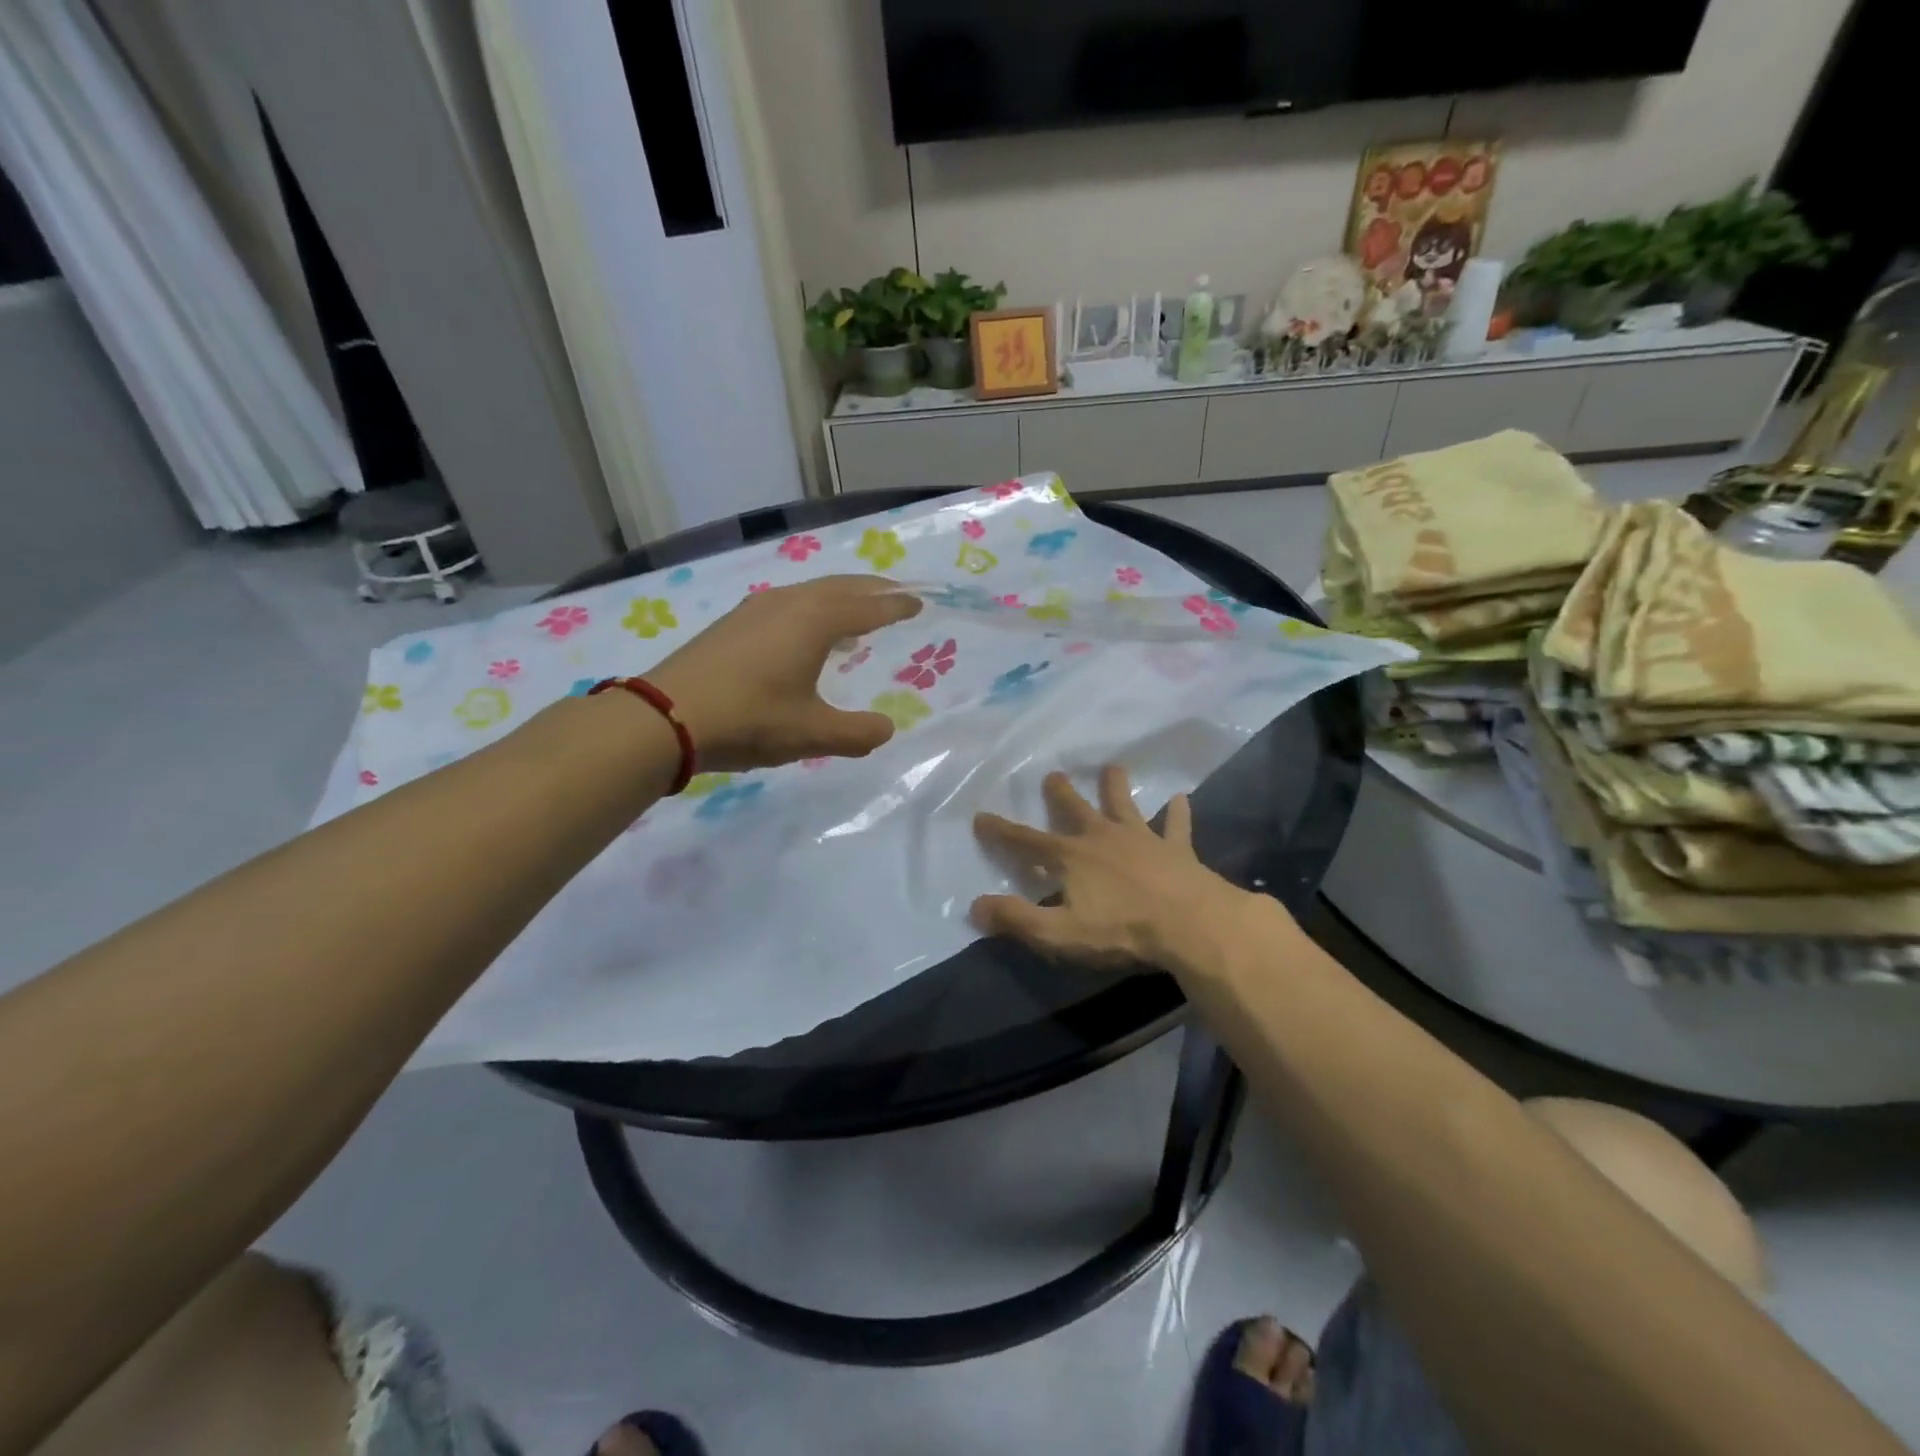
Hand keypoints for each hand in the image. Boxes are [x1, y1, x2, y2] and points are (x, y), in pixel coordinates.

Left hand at [647, 575, 920, 771]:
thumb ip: (857, 733)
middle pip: (840, 587)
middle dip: (872, 589)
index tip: (919, 602)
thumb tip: (886, 729)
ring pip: (810, 592)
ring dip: (839, 598)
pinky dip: (812, 610)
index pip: (867, 607)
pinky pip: (787, 604)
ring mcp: (755, 609)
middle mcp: (788, 603)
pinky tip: (805, 635)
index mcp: (814, 621)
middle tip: (896, 594)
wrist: (664, 717)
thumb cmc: (749, 719)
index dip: (895, 606)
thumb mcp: (811, 734)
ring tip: (856, 615)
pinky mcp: (733, 623)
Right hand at [970, 766, 1245, 968]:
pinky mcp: (1176, 849)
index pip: (1026, 842)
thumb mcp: (1059, 933)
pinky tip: (1181, 799)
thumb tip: (976, 905)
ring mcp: (1141, 839)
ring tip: (1112, 767)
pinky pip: (1176, 826)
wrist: (1190, 924)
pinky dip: (1177, 813)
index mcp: (1070, 858)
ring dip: (1116, 787)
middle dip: (1060, 793)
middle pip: (1075, 809)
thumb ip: (1017, 919)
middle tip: (1053, 775)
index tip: (981, 816)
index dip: (1001, 832)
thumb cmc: (1121, 930)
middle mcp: (1101, 838)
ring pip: (1124, 805)